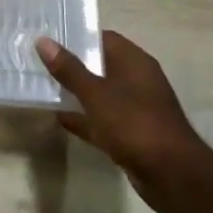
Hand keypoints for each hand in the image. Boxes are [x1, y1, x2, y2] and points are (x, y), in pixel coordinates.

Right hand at [37, 30, 206, 205]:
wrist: (173, 176)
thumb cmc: (135, 124)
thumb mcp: (96, 94)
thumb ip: (69, 69)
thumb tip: (43, 40)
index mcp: (134, 62)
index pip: (103, 37)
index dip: (77, 35)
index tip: (49, 36)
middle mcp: (137, 80)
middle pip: (100, 64)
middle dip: (72, 64)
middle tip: (39, 60)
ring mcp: (136, 109)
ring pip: (100, 93)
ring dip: (77, 92)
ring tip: (43, 85)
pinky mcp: (132, 134)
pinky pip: (103, 119)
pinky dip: (84, 117)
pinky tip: (60, 118)